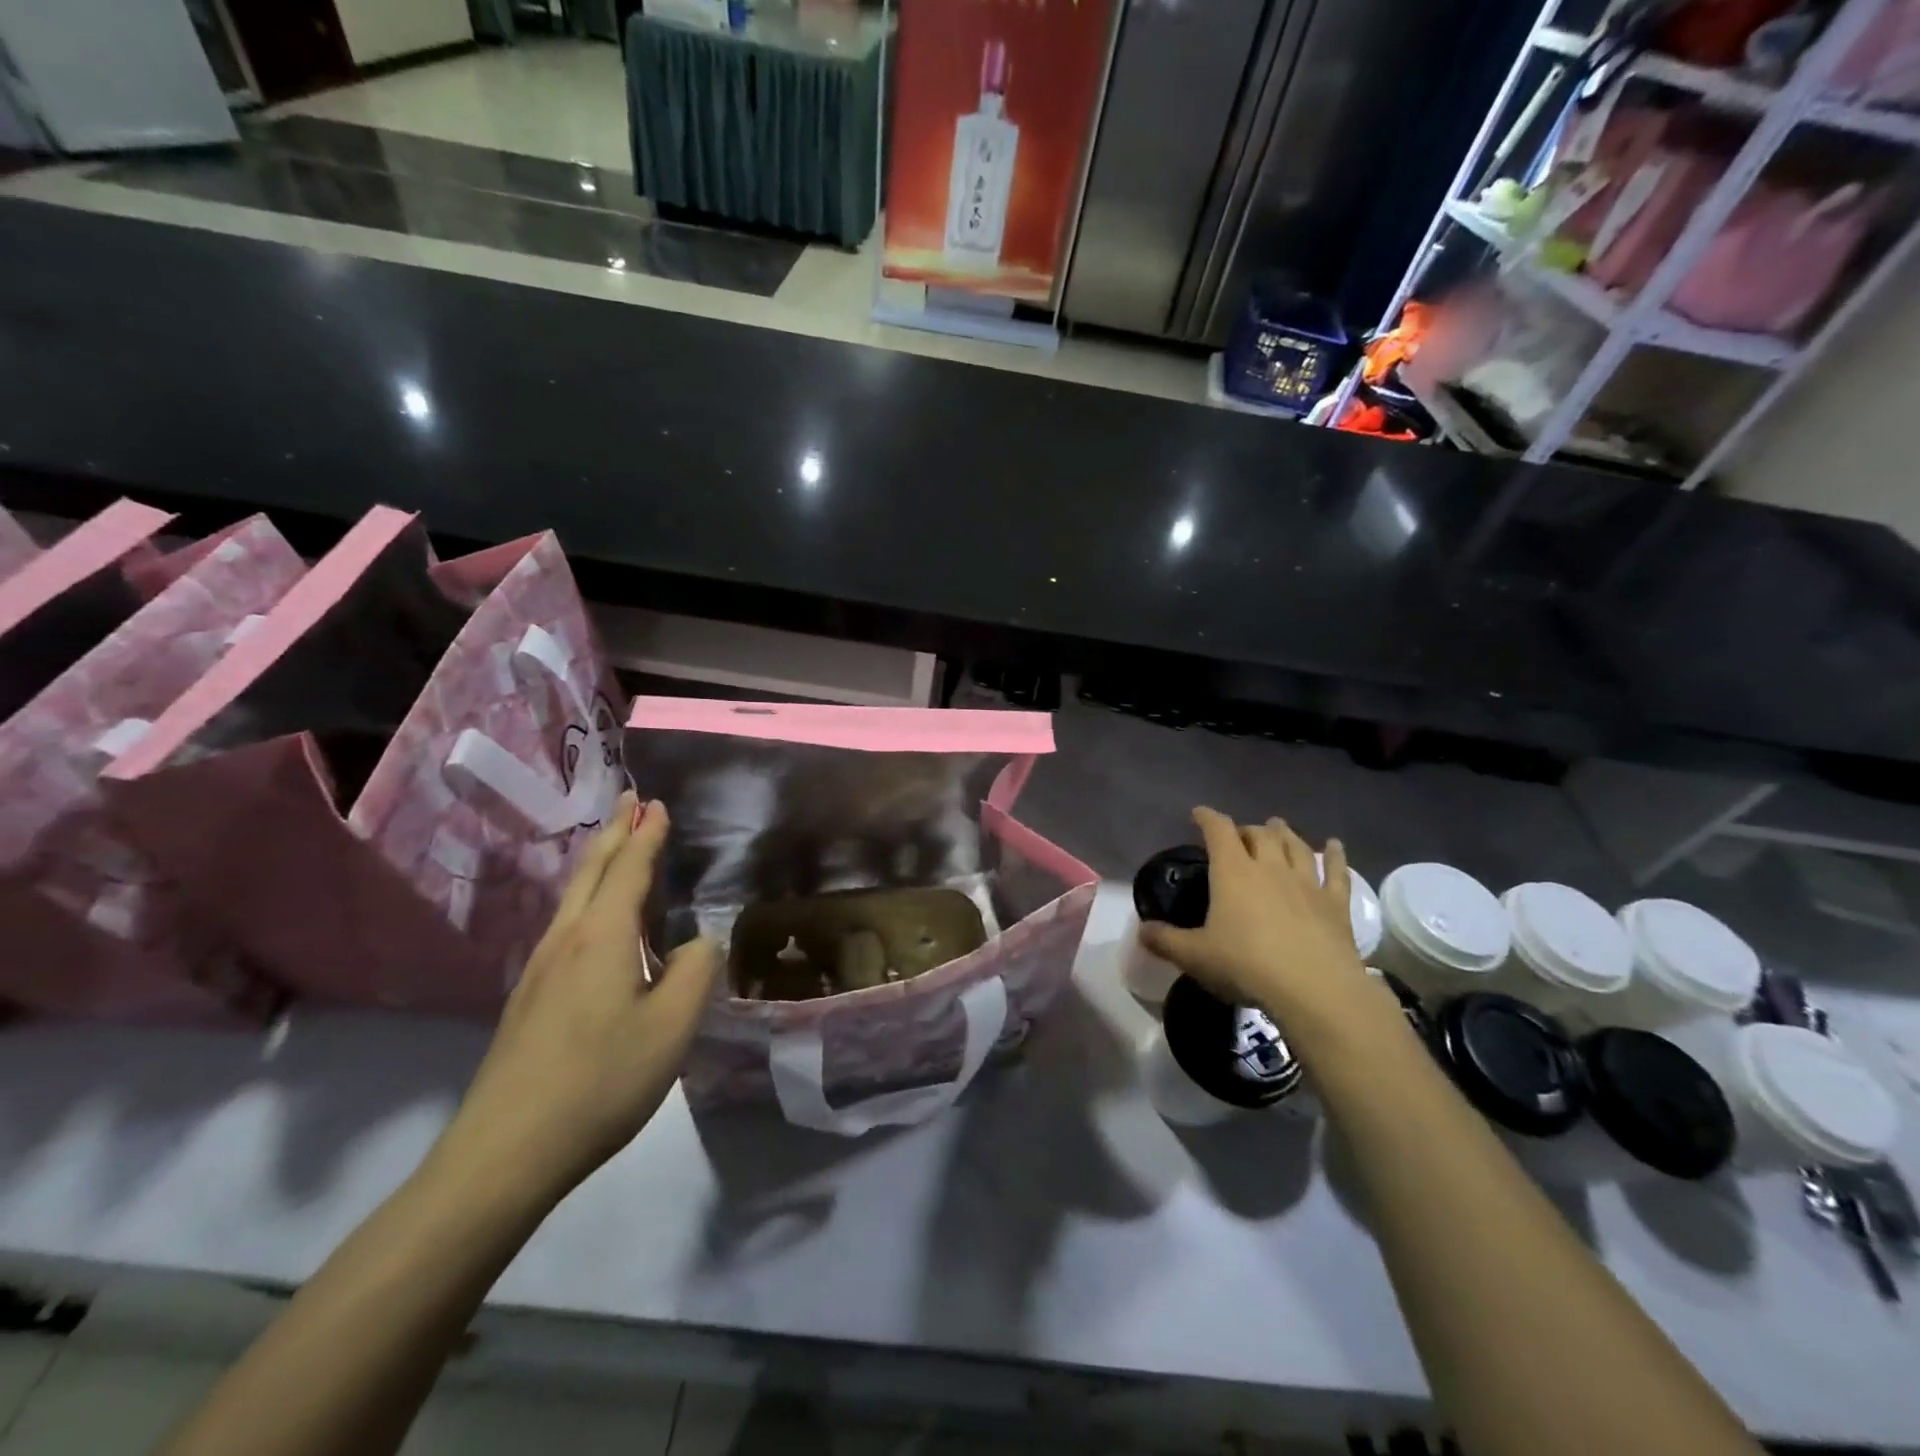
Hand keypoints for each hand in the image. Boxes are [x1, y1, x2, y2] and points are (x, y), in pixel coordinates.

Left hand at [430, 791, 720, 1209]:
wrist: (504, 1152)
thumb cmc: (601, 1080)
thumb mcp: (672, 1027)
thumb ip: (695, 972)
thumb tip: (699, 941)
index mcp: (602, 936)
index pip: (628, 868)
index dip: (646, 834)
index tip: (655, 802)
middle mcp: (566, 940)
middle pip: (591, 870)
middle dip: (614, 831)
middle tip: (629, 800)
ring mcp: (540, 969)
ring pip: (573, 897)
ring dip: (598, 862)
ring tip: (615, 846)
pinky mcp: (529, 999)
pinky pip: (566, 925)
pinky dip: (588, 898)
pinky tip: (596, 921)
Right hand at [1140, 807, 1381, 1033]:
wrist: (1314, 989)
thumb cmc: (1246, 965)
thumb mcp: (1194, 956)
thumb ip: (1165, 940)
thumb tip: (1141, 930)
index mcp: (1233, 873)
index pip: (1219, 831)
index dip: (1208, 818)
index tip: (1198, 813)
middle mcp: (1270, 868)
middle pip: (1260, 835)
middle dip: (1247, 829)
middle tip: (1240, 834)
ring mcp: (1306, 883)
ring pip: (1296, 847)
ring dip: (1285, 834)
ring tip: (1278, 826)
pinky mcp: (1335, 904)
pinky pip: (1337, 872)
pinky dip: (1336, 856)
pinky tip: (1336, 845)